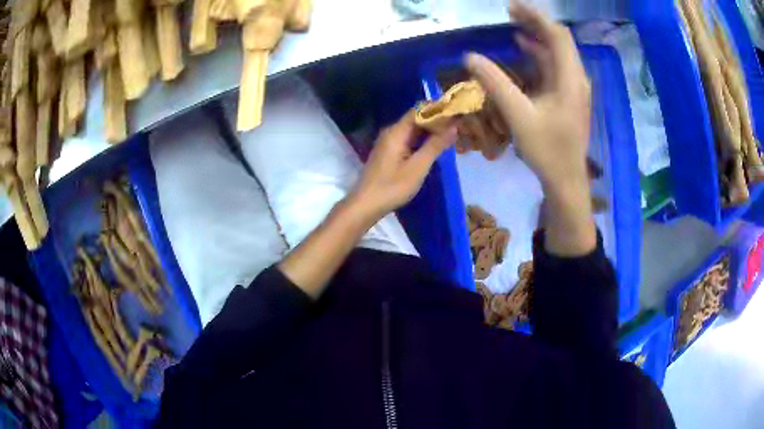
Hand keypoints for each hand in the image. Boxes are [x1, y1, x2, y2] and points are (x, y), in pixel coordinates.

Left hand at [349, 110, 456, 221]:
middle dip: (436, 122)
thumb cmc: (392, 186)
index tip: (456, 113)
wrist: (366, 204)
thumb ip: (435, 145)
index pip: (419, 110)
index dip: (437, 110)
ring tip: (451, 135)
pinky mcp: (389, 153)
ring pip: (413, 131)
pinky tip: (435, 148)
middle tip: (458, 126)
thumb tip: (453, 126)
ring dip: (430, 132)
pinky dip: (422, 142)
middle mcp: (391, 132)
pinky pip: (408, 140)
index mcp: (396, 131)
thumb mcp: (418, 167)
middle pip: (416, 120)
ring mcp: (389, 142)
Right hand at [465, 2, 590, 192]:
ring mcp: (574, 87)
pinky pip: (555, 66)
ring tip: (512, 26)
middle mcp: (576, 78)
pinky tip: (523, 50)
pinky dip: (539, 55)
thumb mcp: (519, 116)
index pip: (557, 35)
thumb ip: (496, 83)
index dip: (535, 17)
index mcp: (570, 79)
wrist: (566, 179)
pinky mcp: (569, 96)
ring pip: (558, 52)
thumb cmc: (547, 150)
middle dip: (535, 23)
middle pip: (559, 40)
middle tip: (509, 13)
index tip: (511, 8)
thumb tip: (470, 57)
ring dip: (537, 37)